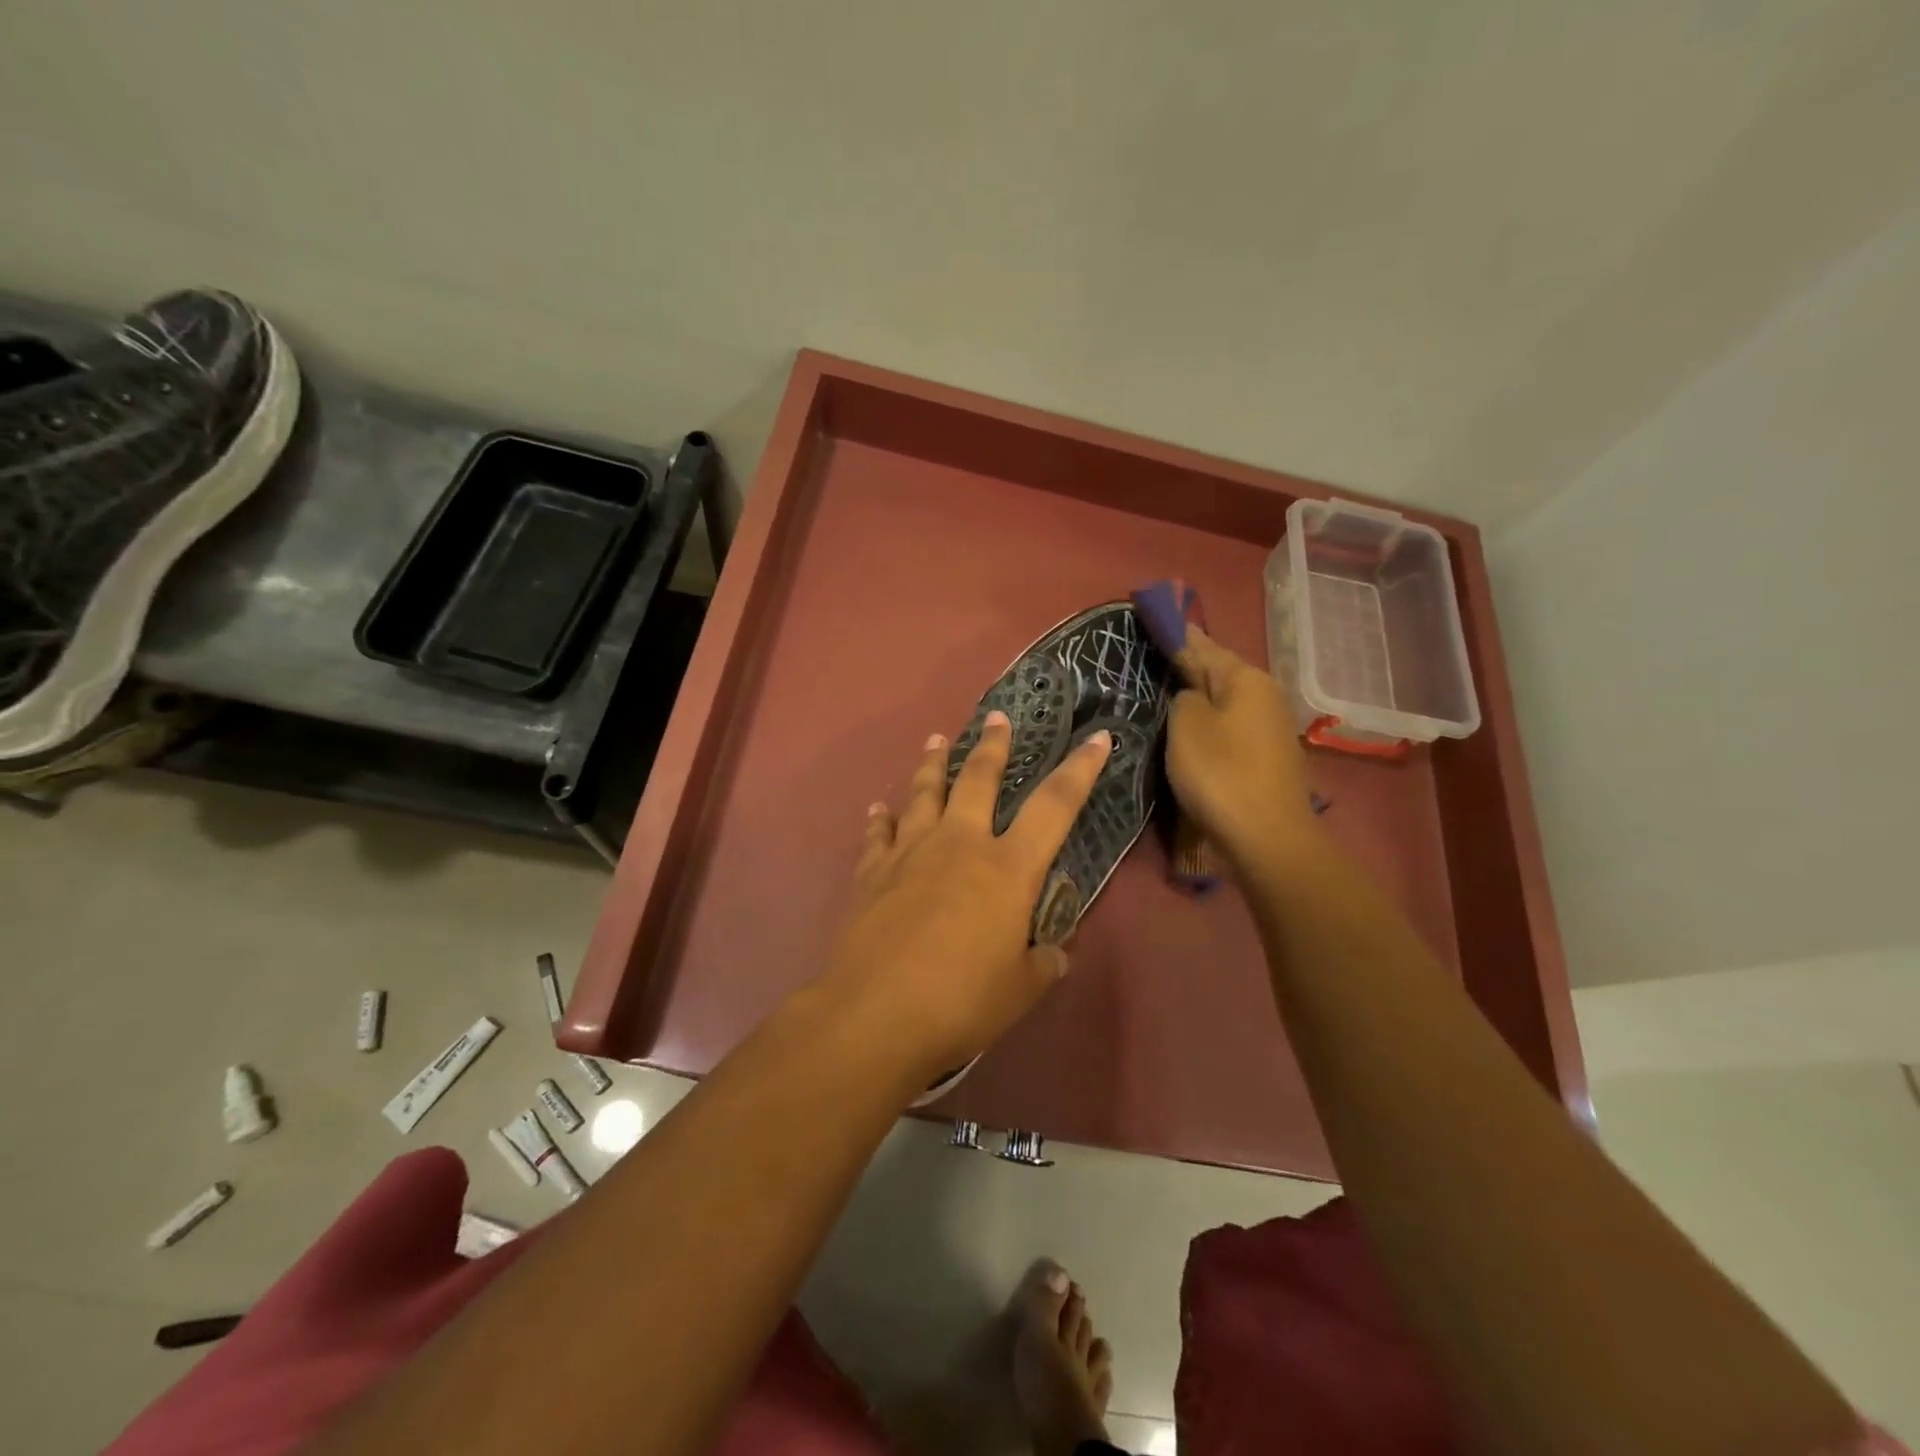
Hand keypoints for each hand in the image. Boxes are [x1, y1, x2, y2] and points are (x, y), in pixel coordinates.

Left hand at [821, 711, 1112, 1084]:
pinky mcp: (872, 872)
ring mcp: (911, 852)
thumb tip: (1054, 952)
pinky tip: (879, 809)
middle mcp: (961, 844)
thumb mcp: (1022, 988)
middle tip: (996, 716)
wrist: (877, 1013)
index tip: (1097, 736)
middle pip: (979, 779)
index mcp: (1007, 867)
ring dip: (931, 763)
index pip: (1055, 805)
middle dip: (992, 745)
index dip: (1081, 769)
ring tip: (934, 740)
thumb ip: (1043, 962)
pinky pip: (879, 835)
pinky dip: (881, 819)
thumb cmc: (962, 1001)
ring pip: (924, 793)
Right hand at [1164, 627, 1317, 871]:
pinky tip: (1191, 728)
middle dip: (1187, 665)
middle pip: (1218, 671)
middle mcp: (1264, 694)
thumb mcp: (1186, 726)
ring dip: (1198, 695)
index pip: (1201, 644)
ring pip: (1225, 700)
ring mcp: (1270, 726)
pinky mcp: (1267, 755)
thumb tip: (1190, 694)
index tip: (1153, 618)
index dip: (1175, 633)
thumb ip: (1182, 697)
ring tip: (1165, 690)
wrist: (1267, 836)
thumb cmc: (1221, 773)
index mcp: (1244, 678)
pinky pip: (1230, 725)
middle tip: (1151, 657)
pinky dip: (1210, 721)